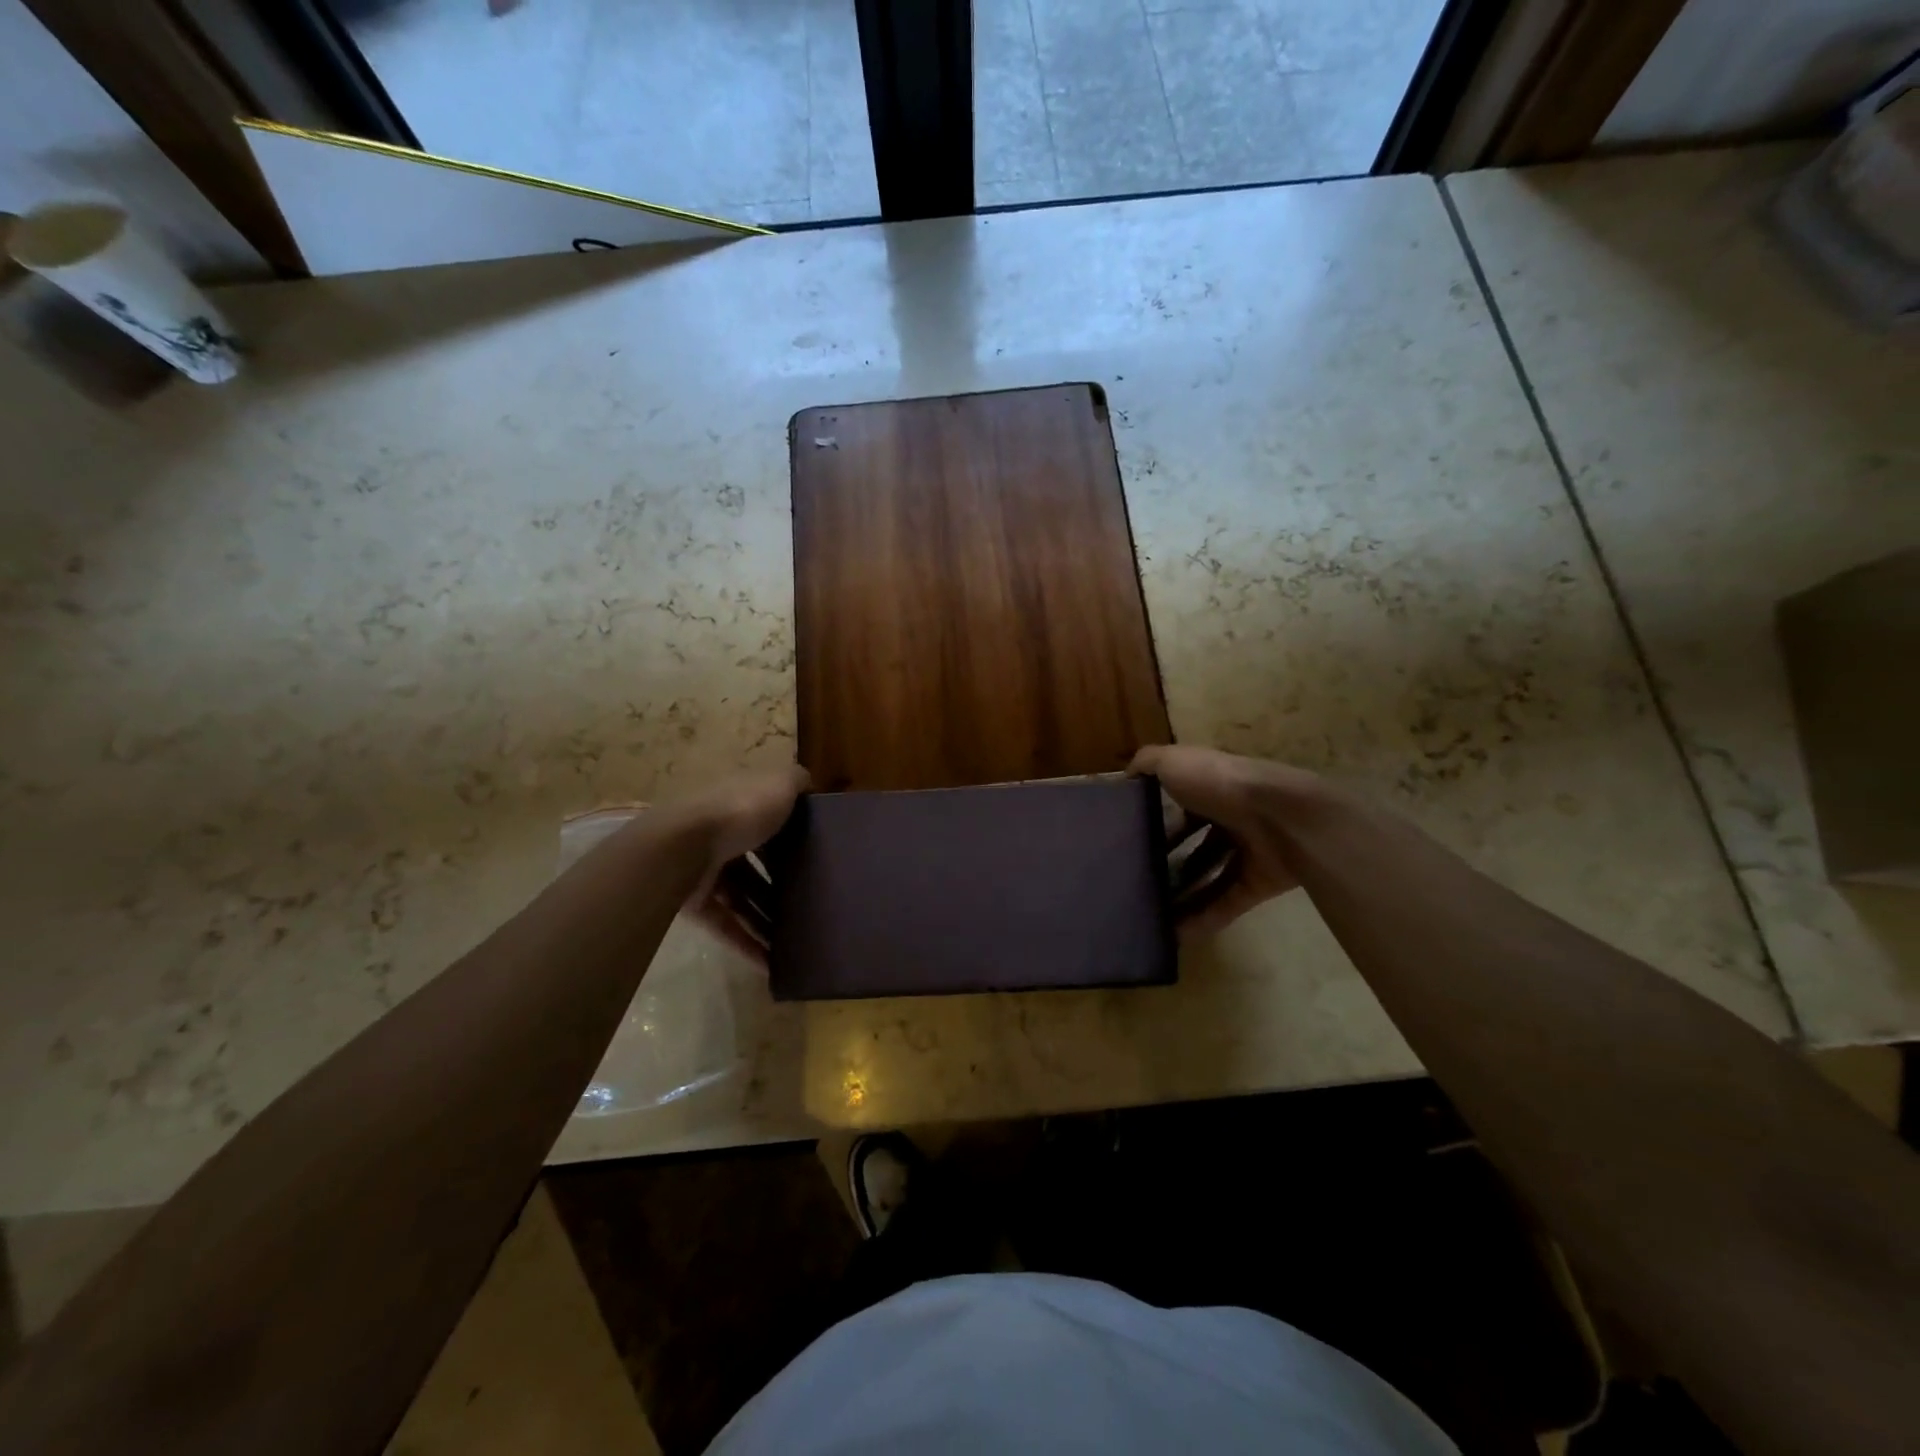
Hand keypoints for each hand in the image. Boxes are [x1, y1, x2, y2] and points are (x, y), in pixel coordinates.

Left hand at [673, 764, 808, 965]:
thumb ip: (796, 782)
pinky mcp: (694, 903)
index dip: (792, 837)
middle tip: (810, 905)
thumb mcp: (779, 785)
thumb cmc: (739, 811)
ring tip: (795, 943)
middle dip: (780, 886)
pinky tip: (770, 963)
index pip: (768, 820)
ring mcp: (704, 870)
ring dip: (766, 920)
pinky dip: (746, 942)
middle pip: (755, 864)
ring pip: (742, 898)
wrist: (682, 846)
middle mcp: (720, 835)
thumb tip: (809, 784)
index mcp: (739, 805)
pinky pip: (725, 924)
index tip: (817, 856)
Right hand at [1130, 745, 1319, 936]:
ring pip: (1210, 877)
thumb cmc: (1220, 783)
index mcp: (1213, 788)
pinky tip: (1176, 934)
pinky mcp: (1259, 883)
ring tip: (1151, 913)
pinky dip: (1203, 919)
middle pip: (1196, 844)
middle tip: (1138, 881)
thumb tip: (1129, 774)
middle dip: (1169, 863)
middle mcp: (1231, 818)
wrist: (1281, 816)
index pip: (1182, 807)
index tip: (1131, 840)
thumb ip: (1148, 762)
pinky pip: (1226, 904)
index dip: (1158, 822)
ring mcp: (1248, 852)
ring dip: (1183, 896)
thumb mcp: (1174, 761)